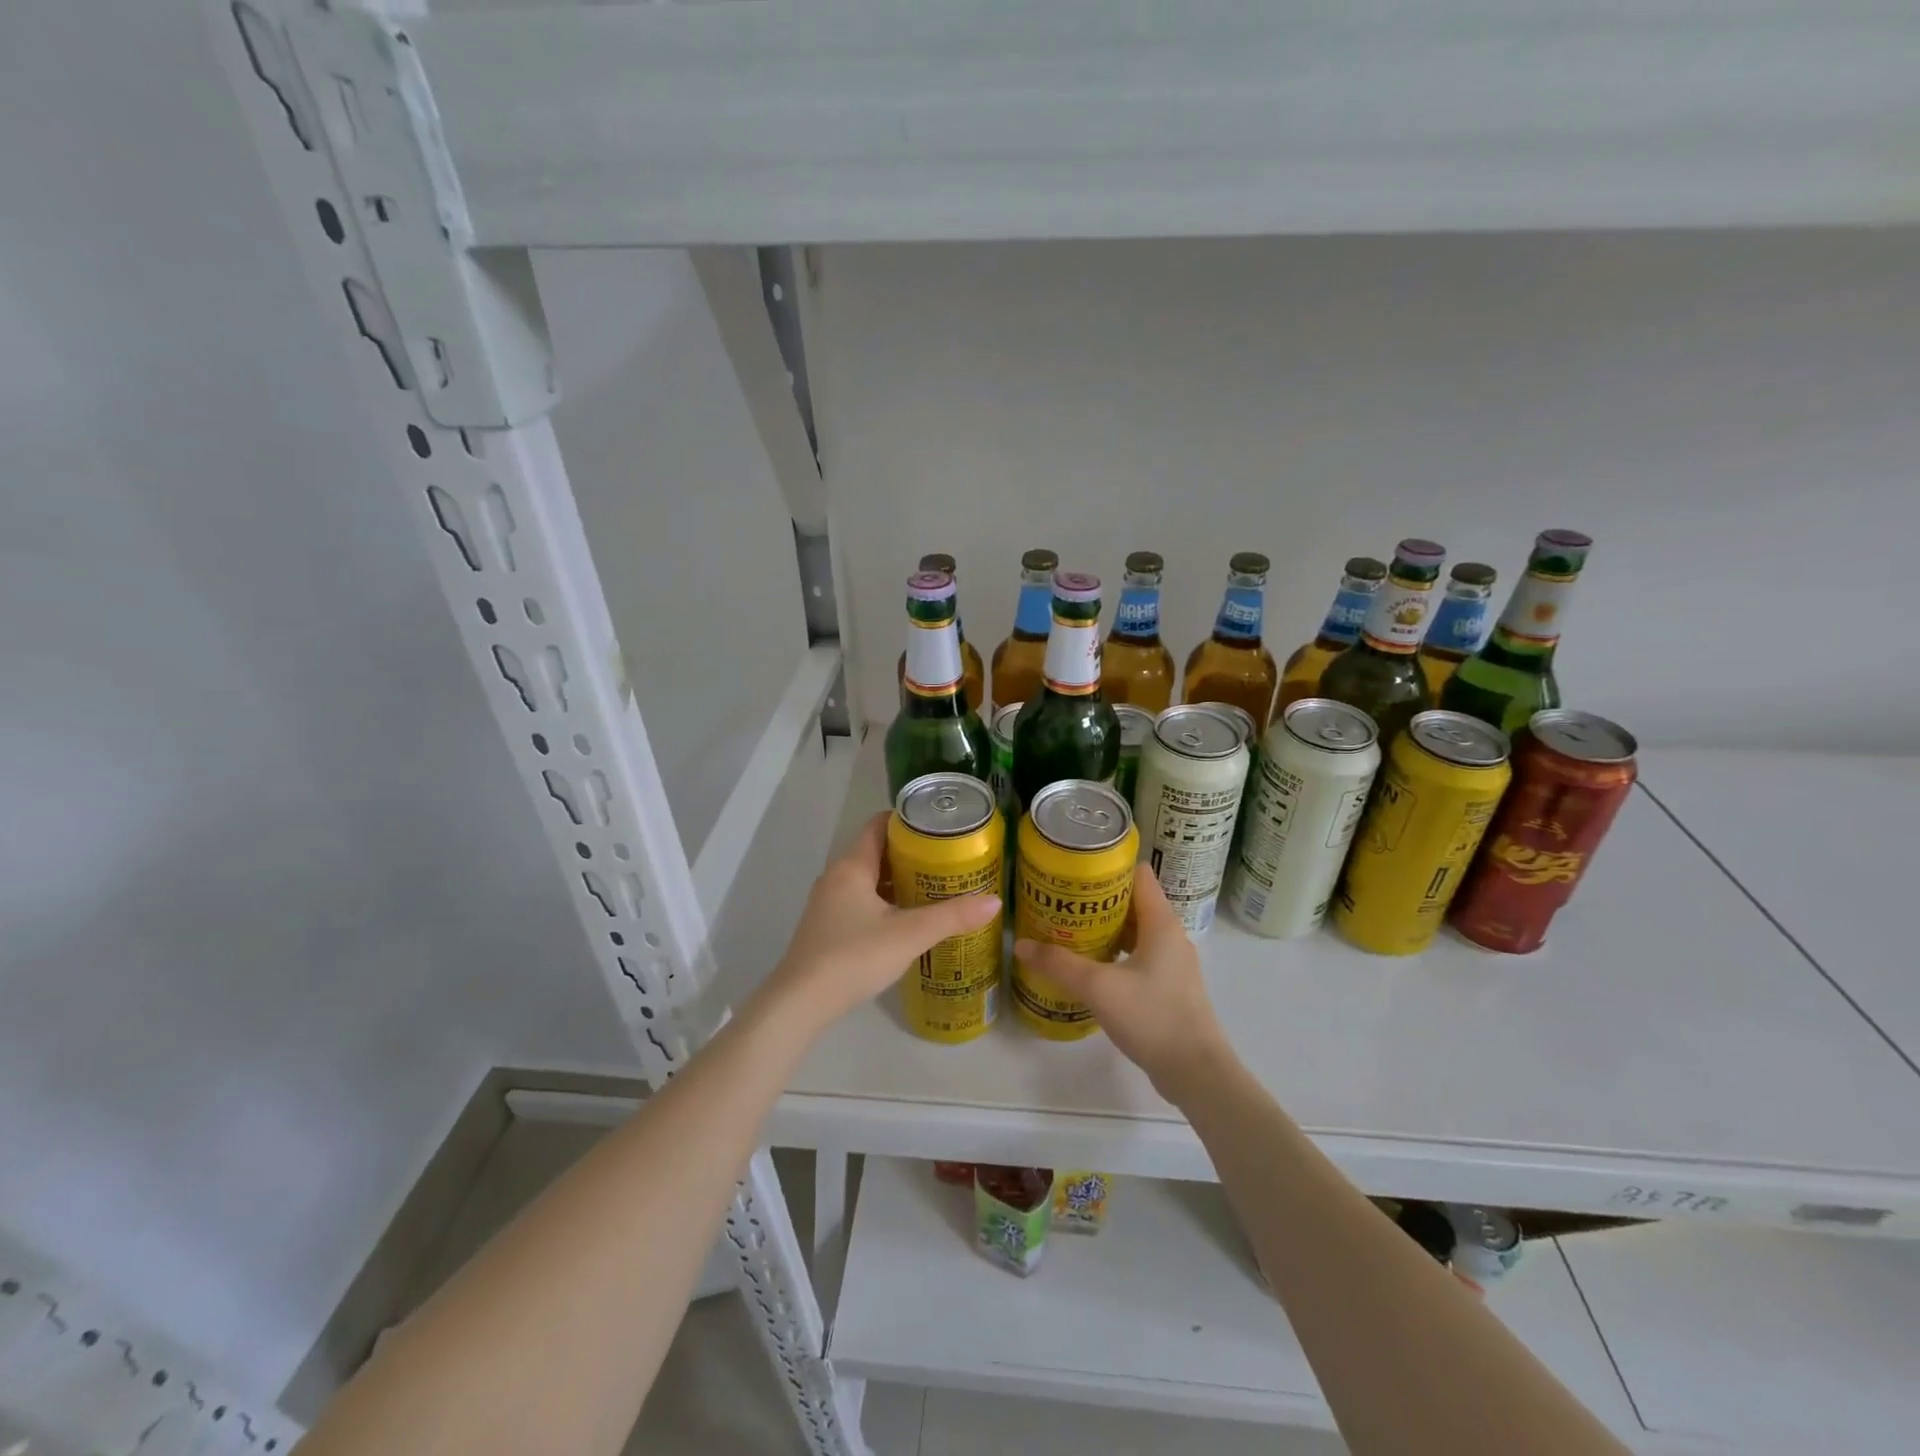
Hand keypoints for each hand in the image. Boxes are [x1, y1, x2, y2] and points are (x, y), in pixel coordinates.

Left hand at [762, 811, 1000, 1035]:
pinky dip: (885, 901)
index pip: (878, 825)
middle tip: (947, 859)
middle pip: (875, 851)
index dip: (907, 821)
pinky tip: (907, 919)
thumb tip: (994, 901)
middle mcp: (836, 877)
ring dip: (897, 879)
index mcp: (851, 867)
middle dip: (910, 853)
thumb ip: (952, 917)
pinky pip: (860, 901)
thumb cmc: (854, 957)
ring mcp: (828, 904)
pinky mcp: (827, 927)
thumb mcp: (909, 935)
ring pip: (868, 879)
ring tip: (934, 887)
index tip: (939, 826)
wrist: (801, 1003)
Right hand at [1014, 865, 1230, 1103]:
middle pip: (1132, 902)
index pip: (1138, 874)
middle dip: (1097, 899)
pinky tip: (1088, 966)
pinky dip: (1114, 953)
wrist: (1196, 1072)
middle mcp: (1170, 936)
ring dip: (1104, 928)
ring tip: (1067, 930)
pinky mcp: (1168, 987)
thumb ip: (1059, 964)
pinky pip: (1137, 956)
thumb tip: (1021, 945)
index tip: (1075, 869)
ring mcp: (1172, 963)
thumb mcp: (1098, 987)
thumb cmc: (1152, 1017)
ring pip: (1134, 932)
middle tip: (1060, 901)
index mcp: (1161, 922)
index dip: (1108, 866)